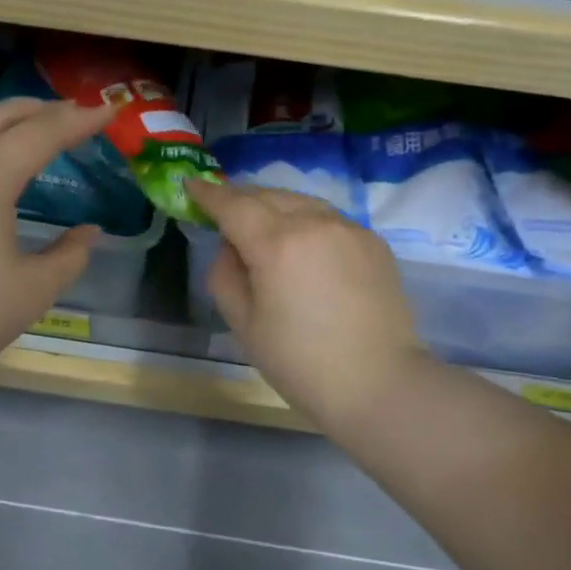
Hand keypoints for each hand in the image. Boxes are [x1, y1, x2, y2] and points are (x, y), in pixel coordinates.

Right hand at [187, 179, 429, 433]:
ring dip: (274, 205)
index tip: (191, 184)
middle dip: (240, 197)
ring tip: (260, 222)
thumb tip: (231, 246)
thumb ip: (225, 274)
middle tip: (221, 207)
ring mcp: (349, 228)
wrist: (379, 384)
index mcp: (277, 244)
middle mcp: (315, 223)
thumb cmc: (300, 363)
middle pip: (268, 195)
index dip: (208, 193)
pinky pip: (328, 219)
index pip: (233, 205)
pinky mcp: (373, 241)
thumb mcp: (243, 324)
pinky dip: (306, 221)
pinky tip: (301, 244)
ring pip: (301, 201)